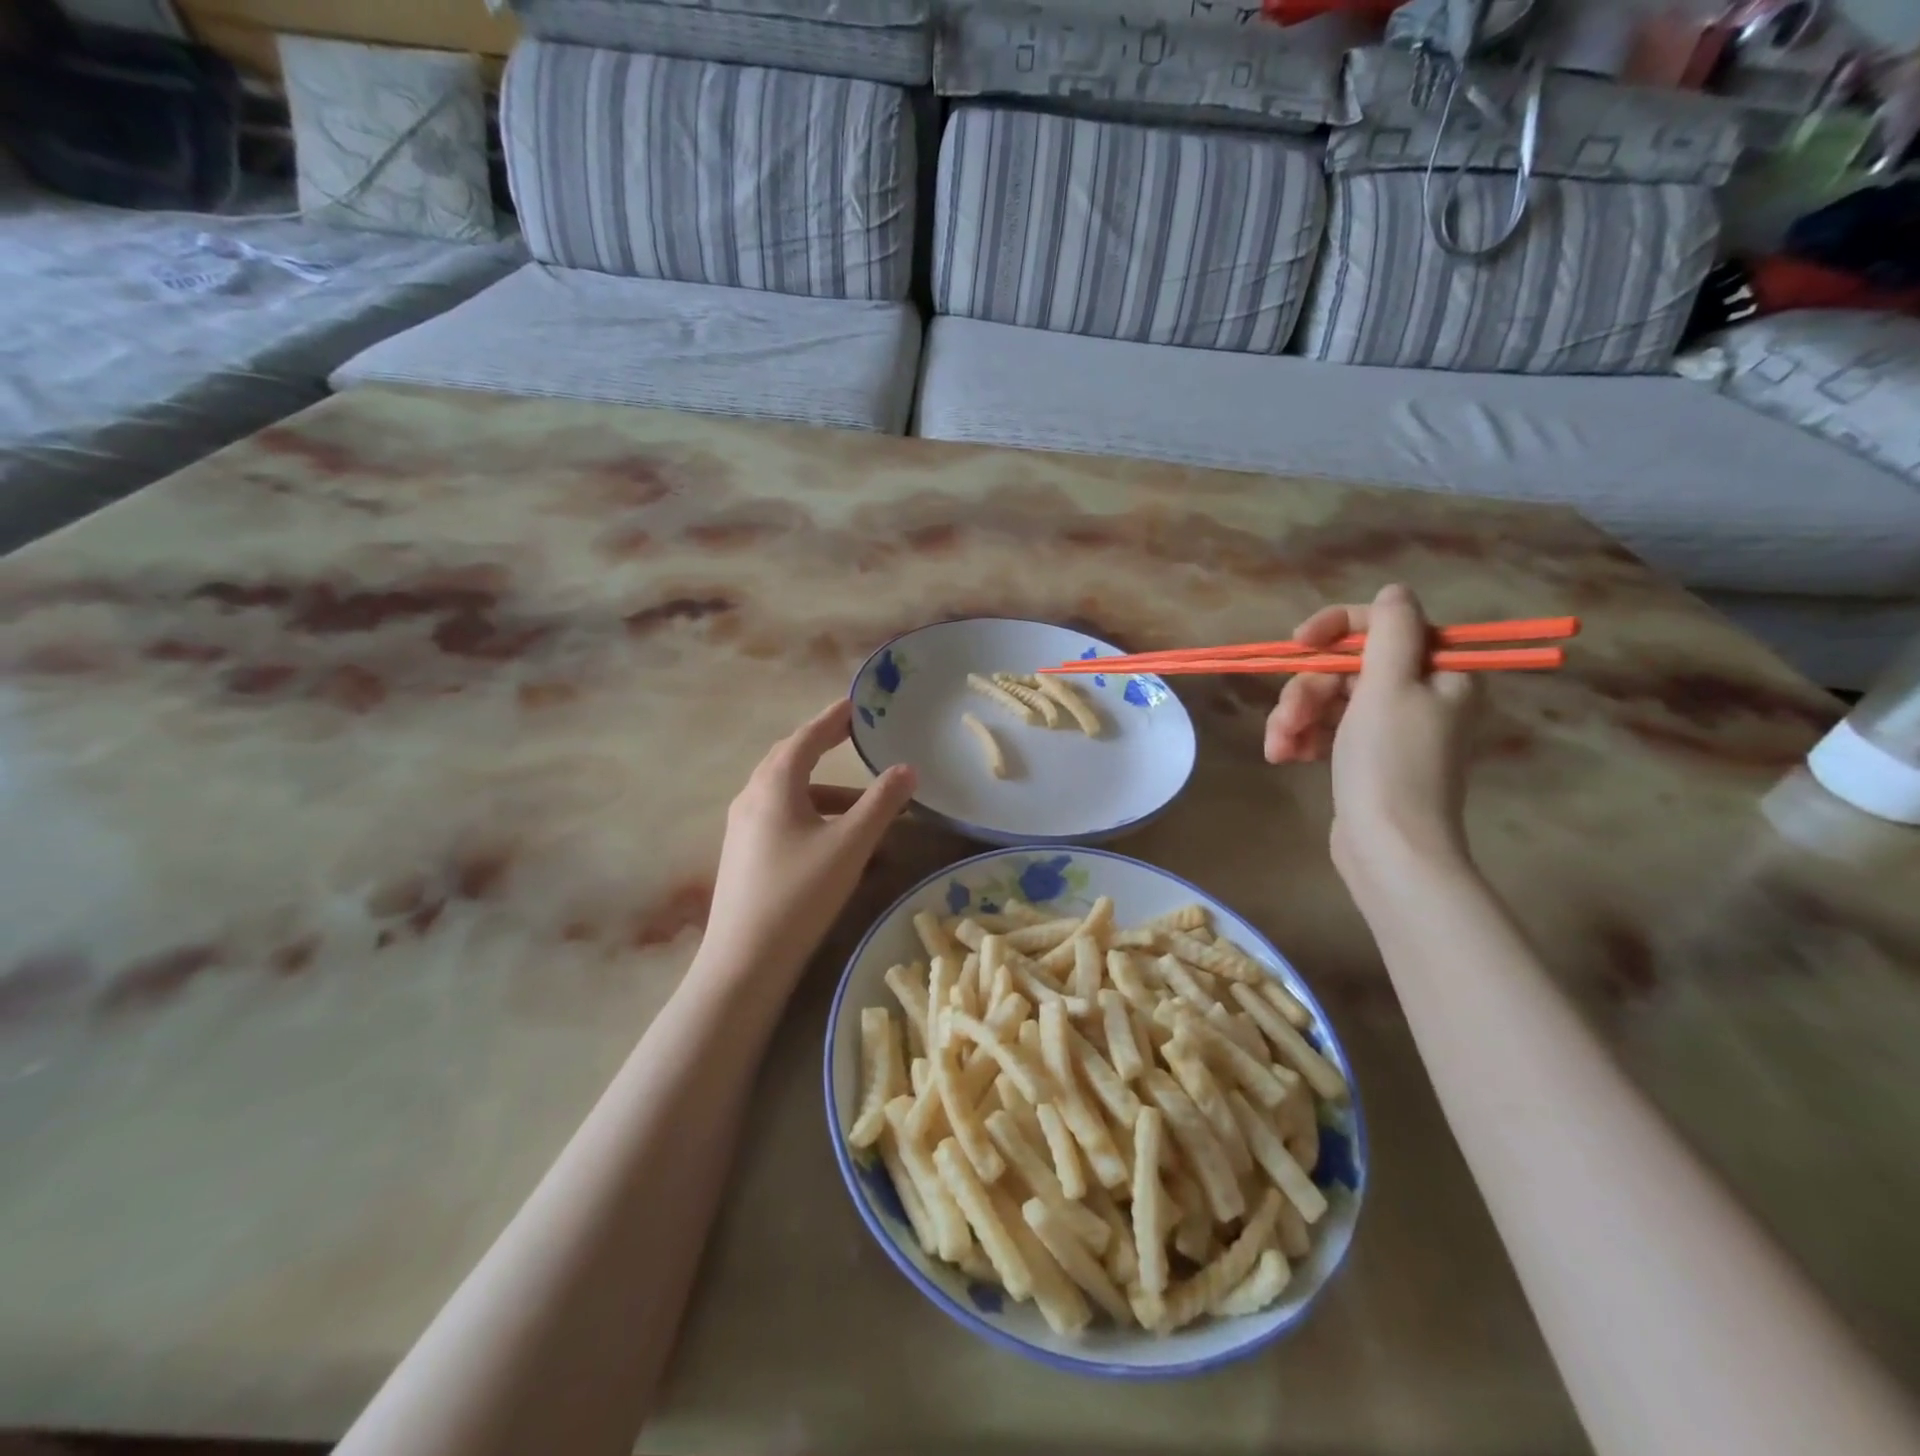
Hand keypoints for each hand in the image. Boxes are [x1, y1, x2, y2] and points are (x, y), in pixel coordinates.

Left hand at [699, 701, 916, 987]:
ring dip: (827, 794)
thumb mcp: (850, 844)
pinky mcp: (744, 856)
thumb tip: (907, 769)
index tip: (856, 704)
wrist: (744, 961)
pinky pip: (783, 821)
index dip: (833, 718)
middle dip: (824, 748)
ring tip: (865, 808)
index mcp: (774, 785)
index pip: (807, 737)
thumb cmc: (800, 892)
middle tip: (853, 738)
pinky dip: (814, 819)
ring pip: (789, 796)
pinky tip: (839, 846)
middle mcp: (752, 798)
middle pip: (791, 761)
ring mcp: (743, 829)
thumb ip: (882, 803)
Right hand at [1263, 584, 1477, 885]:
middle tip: (1287, 720)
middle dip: (1307, 690)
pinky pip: (1327, 729)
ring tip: (1279, 748)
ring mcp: (1390, 728)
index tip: (1300, 643)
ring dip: (1296, 718)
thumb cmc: (1390, 763)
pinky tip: (1284, 757)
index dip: (1337, 628)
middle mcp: (1420, 694)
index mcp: (1440, 672)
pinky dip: (1302, 738)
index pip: (1385, 625)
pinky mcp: (1365, 756)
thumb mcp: (1389, 687)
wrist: (1388, 847)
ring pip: (1329, 699)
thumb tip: (1394, 592)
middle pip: (1348, 667)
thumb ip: (1391, 631)